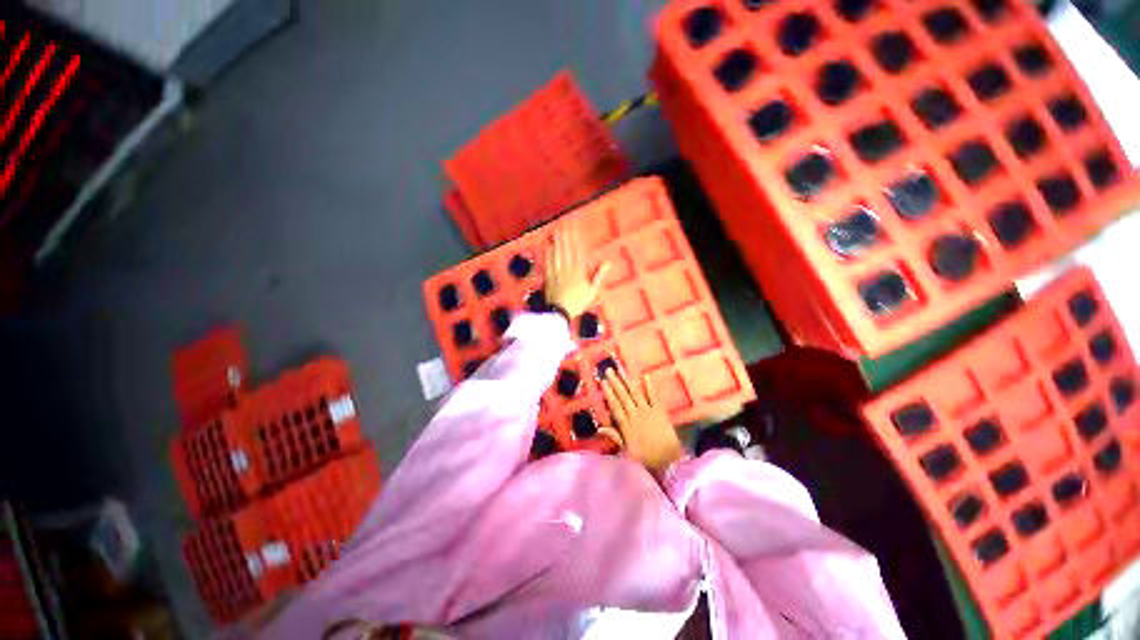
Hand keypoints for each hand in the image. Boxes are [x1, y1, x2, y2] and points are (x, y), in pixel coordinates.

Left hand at [544, 224, 608, 319]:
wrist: (560, 312)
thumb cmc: (577, 303)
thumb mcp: (592, 291)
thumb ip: (599, 275)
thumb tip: (608, 263)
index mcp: (579, 271)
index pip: (578, 250)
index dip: (576, 238)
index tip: (575, 228)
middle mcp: (567, 268)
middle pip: (566, 249)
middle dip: (565, 235)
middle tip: (564, 224)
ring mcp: (556, 272)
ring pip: (557, 253)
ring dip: (557, 241)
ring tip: (557, 230)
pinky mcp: (548, 276)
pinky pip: (548, 262)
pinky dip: (548, 253)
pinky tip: (547, 245)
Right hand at [602, 369, 683, 475]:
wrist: (668, 460)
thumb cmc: (646, 458)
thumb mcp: (626, 451)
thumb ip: (614, 437)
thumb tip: (599, 428)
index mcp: (626, 425)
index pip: (615, 406)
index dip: (608, 393)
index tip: (603, 382)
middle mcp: (635, 415)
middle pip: (623, 396)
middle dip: (615, 382)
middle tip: (609, 370)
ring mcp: (648, 411)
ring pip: (635, 393)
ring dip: (627, 381)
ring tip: (621, 370)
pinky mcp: (659, 411)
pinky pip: (653, 396)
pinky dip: (649, 386)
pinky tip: (644, 376)